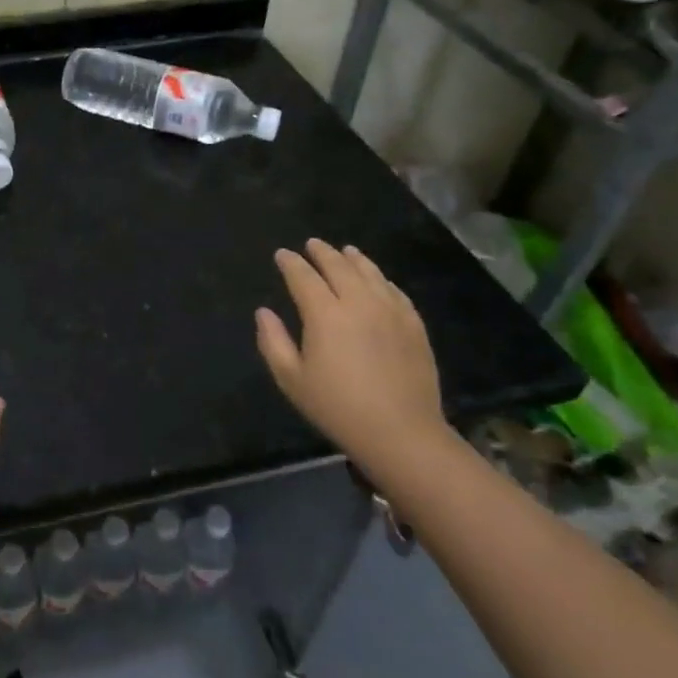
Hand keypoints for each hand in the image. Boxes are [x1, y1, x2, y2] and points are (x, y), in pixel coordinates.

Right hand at [255, 240, 448, 475]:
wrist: (402, 433)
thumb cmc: (338, 408)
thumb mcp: (292, 379)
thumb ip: (273, 341)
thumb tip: (264, 312)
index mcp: (325, 314)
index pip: (303, 277)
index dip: (291, 263)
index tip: (282, 254)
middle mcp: (359, 303)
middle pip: (339, 266)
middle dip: (322, 253)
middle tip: (312, 244)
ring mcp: (391, 311)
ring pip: (370, 273)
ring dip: (354, 259)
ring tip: (345, 251)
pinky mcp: (414, 325)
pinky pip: (395, 291)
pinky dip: (382, 279)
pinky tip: (378, 280)